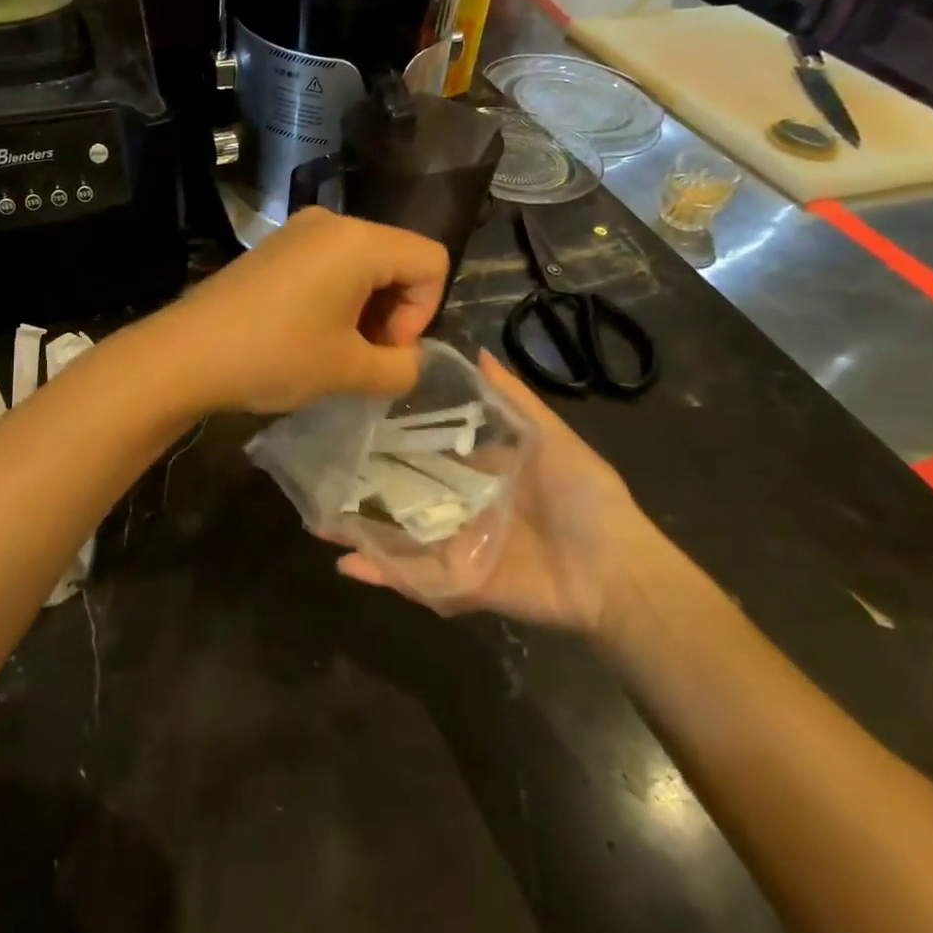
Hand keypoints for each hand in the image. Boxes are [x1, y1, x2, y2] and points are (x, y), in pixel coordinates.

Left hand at [155, 208, 450, 414]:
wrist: (184, 353)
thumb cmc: (274, 355)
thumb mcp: (349, 371)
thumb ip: (401, 368)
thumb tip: (409, 361)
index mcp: (359, 240)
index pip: (431, 262)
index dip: (423, 312)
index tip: (383, 349)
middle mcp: (332, 223)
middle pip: (398, 259)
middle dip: (394, 312)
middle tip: (363, 358)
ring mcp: (298, 231)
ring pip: (364, 265)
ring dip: (366, 310)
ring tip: (336, 352)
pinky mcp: (275, 248)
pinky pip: (329, 265)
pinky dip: (337, 299)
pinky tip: (308, 335)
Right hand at [335, 352, 659, 637]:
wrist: (616, 571)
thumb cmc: (584, 496)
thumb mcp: (549, 435)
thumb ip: (512, 398)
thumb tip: (477, 348)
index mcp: (477, 473)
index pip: (424, 452)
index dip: (390, 438)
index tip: (350, 419)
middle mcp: (459, 508)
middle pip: (403, 495)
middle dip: (363, 487)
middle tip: (319, 469)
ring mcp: (455, 547)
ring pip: (398, 536)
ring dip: (359, 530)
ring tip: (316, 519)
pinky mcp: (458, 584)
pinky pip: (414, 578)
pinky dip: (380, 574)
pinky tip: (343, 562)